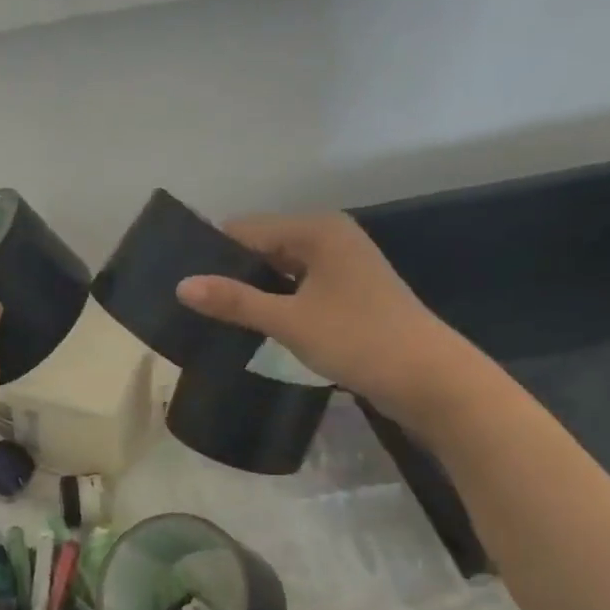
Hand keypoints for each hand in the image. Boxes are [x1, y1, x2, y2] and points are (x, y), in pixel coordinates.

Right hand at [176, 212, 486, 428]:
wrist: (430, 380)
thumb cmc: (359, 340)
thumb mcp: (289, 320)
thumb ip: (235, 301)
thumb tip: (181, 285)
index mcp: (317, 231)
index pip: (246, 229)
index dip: (212, 252)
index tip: (178, 280)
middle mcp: (329, 239)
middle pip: (263, 247)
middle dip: (229, 272)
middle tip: (189, 304)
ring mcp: (341, 269)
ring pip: (279, 271)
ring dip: (250, 291)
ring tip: (209, 316)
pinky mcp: (346, 296)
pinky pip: (296, 290)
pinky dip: (273, 304)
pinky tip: (248, 326)